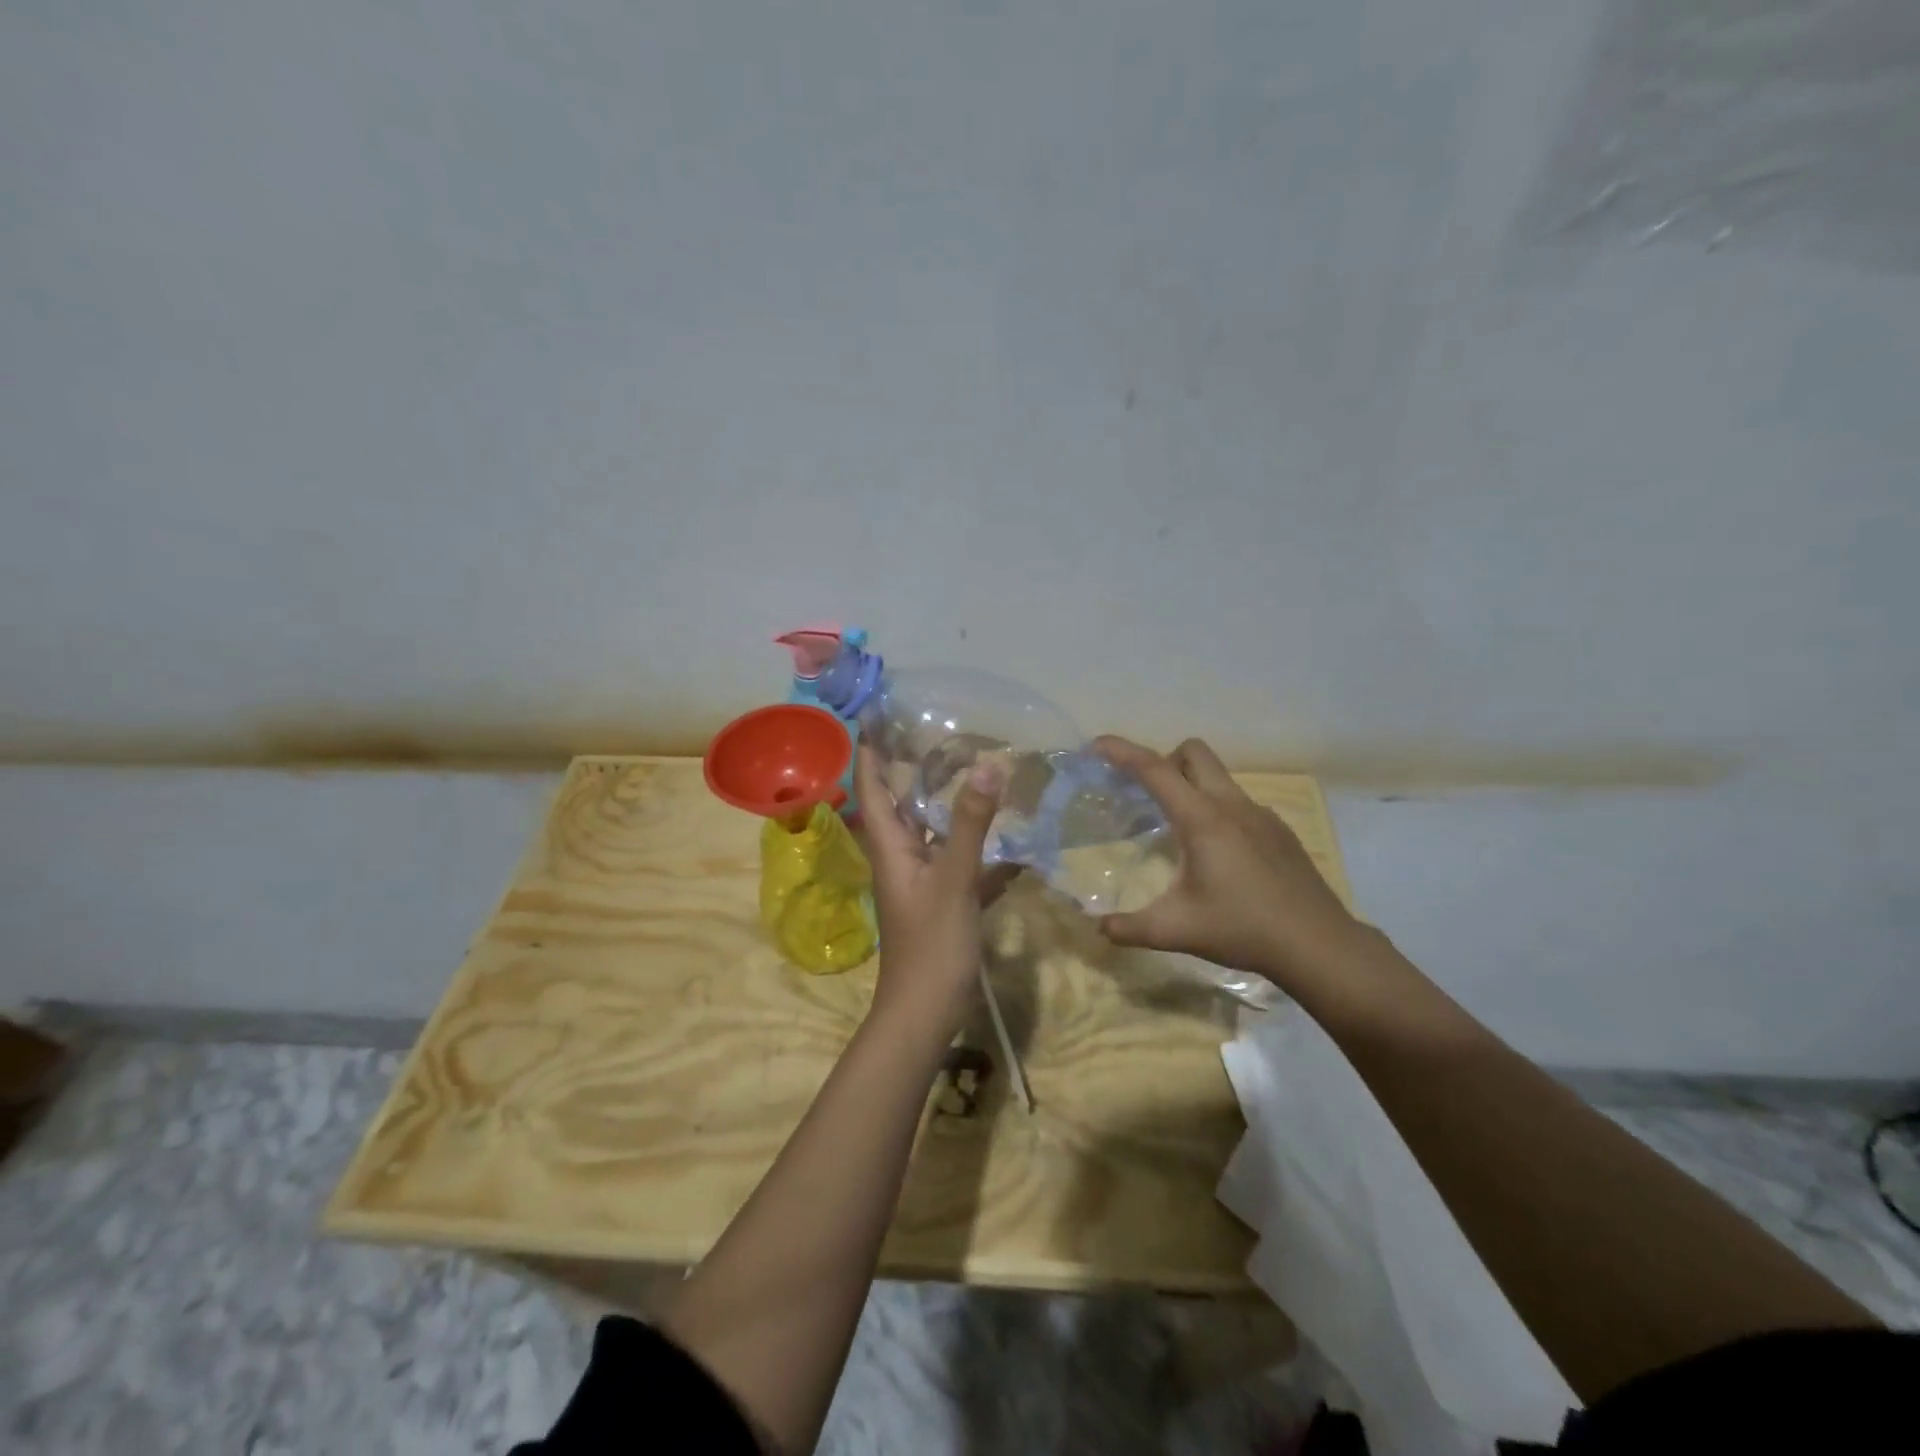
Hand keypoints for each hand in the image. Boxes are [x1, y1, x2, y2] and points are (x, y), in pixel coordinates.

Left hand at [854, 744, 1011, 1043]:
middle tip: (944, 735)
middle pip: (904, 804)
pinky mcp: (945, 901)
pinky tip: (1017, 847)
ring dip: (953, 806)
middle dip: (917, 770)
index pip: (872, 787)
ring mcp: (923, 880)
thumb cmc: (931, 944)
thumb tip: (987, 765)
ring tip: (981, 774)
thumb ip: (971, 824)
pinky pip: (963, 865)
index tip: (880, 716)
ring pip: (935, 832)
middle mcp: (902, 856)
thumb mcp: (954, 879)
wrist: (926, 1012)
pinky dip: (983, 852)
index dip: (872, 751)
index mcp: (891, 845)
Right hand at [1093, 736, 1361, 992]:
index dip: (1122, 751)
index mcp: (1201, 819)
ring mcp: (1260, 814)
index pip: (1155, 770)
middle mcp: (1231, 805)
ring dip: (1192, 785)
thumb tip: (1098, 928)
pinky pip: (1239, 802)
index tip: (1097, 744)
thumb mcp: (1175, 930)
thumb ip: (1129, 927)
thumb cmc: (1242, 929)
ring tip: (1179, 829)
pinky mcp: (1279, 830)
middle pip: (1193, 752)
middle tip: (1146, 795)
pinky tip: (1220, 855)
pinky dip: (1218, 810)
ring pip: (1219, 776)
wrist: (1318, 944)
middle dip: (1163, 760)